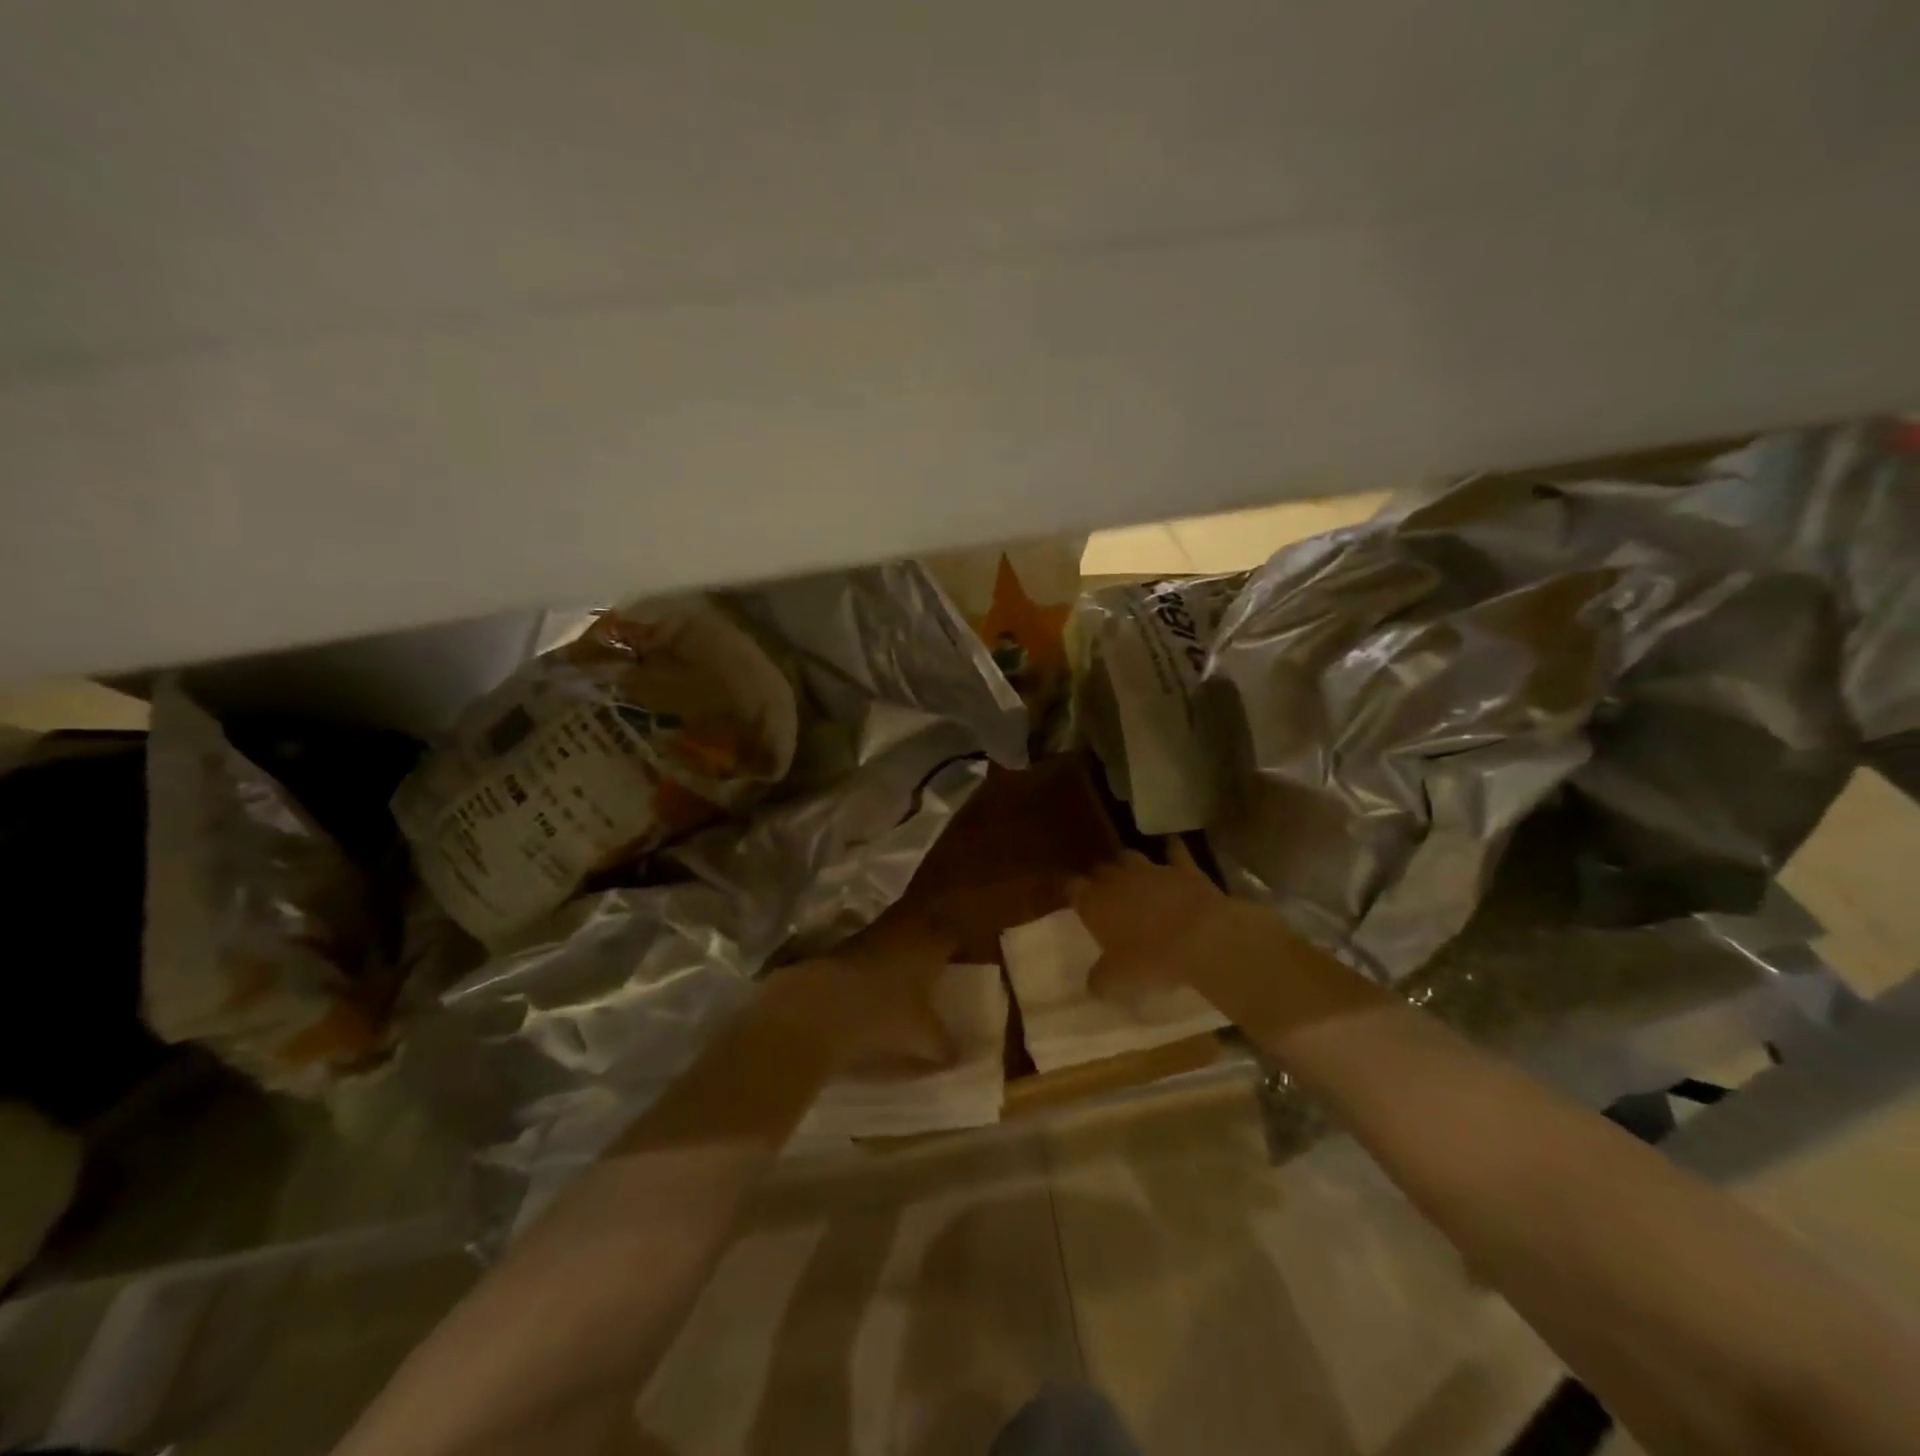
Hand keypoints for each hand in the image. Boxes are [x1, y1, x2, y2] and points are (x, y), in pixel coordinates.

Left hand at [760, 916, 958, 1077]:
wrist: (817, 1007)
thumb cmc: (883, 1014)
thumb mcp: (923, 1039)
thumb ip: (945, 1046)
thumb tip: (959, 1054)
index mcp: (930, 942)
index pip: (951, 933)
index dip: (957, 944)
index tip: (962, 958)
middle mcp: (902, 929)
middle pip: (922, 930)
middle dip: (927, 947)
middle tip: (934, 969)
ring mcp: (868, 935)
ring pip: (893, 939)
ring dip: (898, 955)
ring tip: (904, 982)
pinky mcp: (840, 948)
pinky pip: (868, 952)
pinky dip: (873, 966)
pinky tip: (872, 990)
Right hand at [1069, 840, 1229, 1008]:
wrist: (1203, 938)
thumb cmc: (1151, 960)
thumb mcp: (1117, 982)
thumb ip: (1100, 980)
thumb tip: (1093, 984)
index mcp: (1094, 902)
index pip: (1071, 887)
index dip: (1071, 892)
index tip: (1073, 900)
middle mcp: (1117, 879)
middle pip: (1100, 868)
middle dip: (1099, 878)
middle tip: (1104, 893)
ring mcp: (1151, 869)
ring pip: (1131, 856)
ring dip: (1129, 865)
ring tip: (1132, 876)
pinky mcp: (1184, 868)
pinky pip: (1175, 852)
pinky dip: (1172, 851)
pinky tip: (1173, 850)